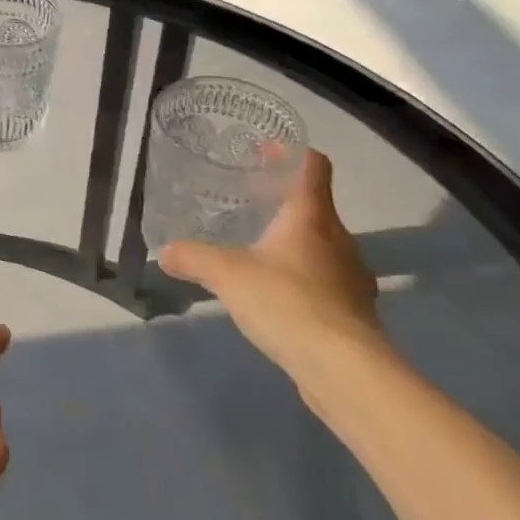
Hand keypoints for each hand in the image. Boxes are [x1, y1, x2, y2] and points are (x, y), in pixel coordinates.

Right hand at [158, 150, 387, 386]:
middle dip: (283, 202)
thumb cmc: (287, 302)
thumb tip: (165, 252)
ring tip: (256, 250)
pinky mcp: (354, 315)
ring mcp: (352, 279)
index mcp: (312, 218)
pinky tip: (275, 296)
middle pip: (316, 208)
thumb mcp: (226, 273)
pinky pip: (325, 283)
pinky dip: (301, 280)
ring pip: (321, 247)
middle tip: (248, 202)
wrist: (344, 371)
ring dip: (293, 243)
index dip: (291, 152)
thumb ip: (193, 258)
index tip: (265, 148)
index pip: (313, 168)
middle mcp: (339, 241)